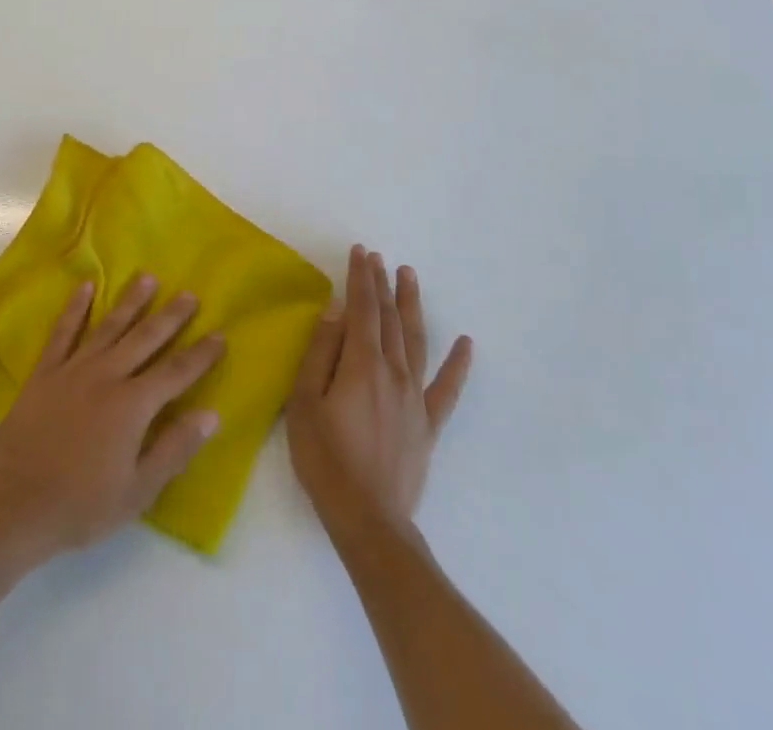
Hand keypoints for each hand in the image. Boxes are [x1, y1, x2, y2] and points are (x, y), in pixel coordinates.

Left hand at [0, 273, 225, 559]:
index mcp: (132, 406)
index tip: (220, 335)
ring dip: (130, 301)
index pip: (176, 373)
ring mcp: (73, 369)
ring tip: (148, 277)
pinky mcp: (45, 371)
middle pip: (145, 338)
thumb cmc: (83, 504)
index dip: (200, 355)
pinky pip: (64, 331)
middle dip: (171, 316)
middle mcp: (107, 376)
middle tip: (189, 294)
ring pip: (109, 326)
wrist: (16, 504)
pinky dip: (76, 307)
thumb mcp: (139, 490)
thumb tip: (211, 414)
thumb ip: (175, 448)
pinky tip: (86, 286)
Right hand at [288, 245, 471, 541]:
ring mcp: (415, 398)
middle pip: (389, 318)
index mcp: (361, 364)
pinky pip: (447, 389)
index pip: (361, 309)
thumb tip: (335, 311)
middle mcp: (393, 372)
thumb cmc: (325, 458)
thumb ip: (321, 352)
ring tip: (409, 276)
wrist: (368, 519)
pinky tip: (466, 343)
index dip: (360, 278)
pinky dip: (458, 364)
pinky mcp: (427, 424)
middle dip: (381, 284)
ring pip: (417, 340)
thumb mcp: (305, 401)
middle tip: (378, 257)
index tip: (360, 252)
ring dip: (412, 306)